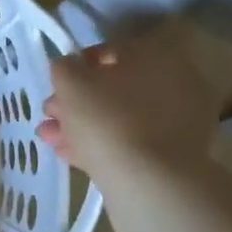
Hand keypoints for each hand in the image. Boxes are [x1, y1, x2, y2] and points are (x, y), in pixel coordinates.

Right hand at [38, 21, 217, 186]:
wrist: (149, 181)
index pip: (111, 50)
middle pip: (117, 86)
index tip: (58, 83)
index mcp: (156, 54)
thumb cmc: (107, 117)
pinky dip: (103, 144)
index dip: (78, 65)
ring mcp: (180, 121)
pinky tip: (71, 155)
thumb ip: (63, 67)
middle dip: (78, 100)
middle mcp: (176, 81)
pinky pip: (132, 141)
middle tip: (51, 114)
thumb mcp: (69, 81)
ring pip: (121, 116)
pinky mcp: (176, 155)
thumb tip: (68, 68)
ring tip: (51, 138)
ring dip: (84, 124)